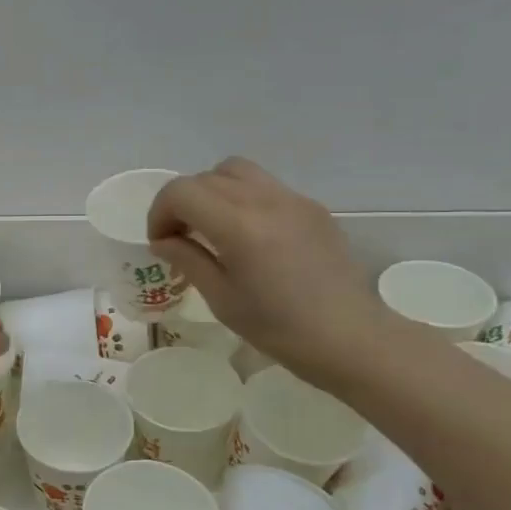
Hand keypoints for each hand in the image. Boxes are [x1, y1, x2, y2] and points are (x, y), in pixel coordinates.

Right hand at [148, 157, 392, 383]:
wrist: (350, 338)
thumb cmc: (279, 329)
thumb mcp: (222, 299)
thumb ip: (188, 259)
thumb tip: (164, 240)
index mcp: (239, 226)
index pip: (181, 191)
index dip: (160, 213)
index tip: (160, 242)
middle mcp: (265, 200)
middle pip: (206, 177)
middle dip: (182, 202)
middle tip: (180, 238)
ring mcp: (293, 199)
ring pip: (236, 171)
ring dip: (212, 192)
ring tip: (212, 228)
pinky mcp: (312, 207)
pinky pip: (265, 186)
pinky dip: (242, 199)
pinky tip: (249, 237)